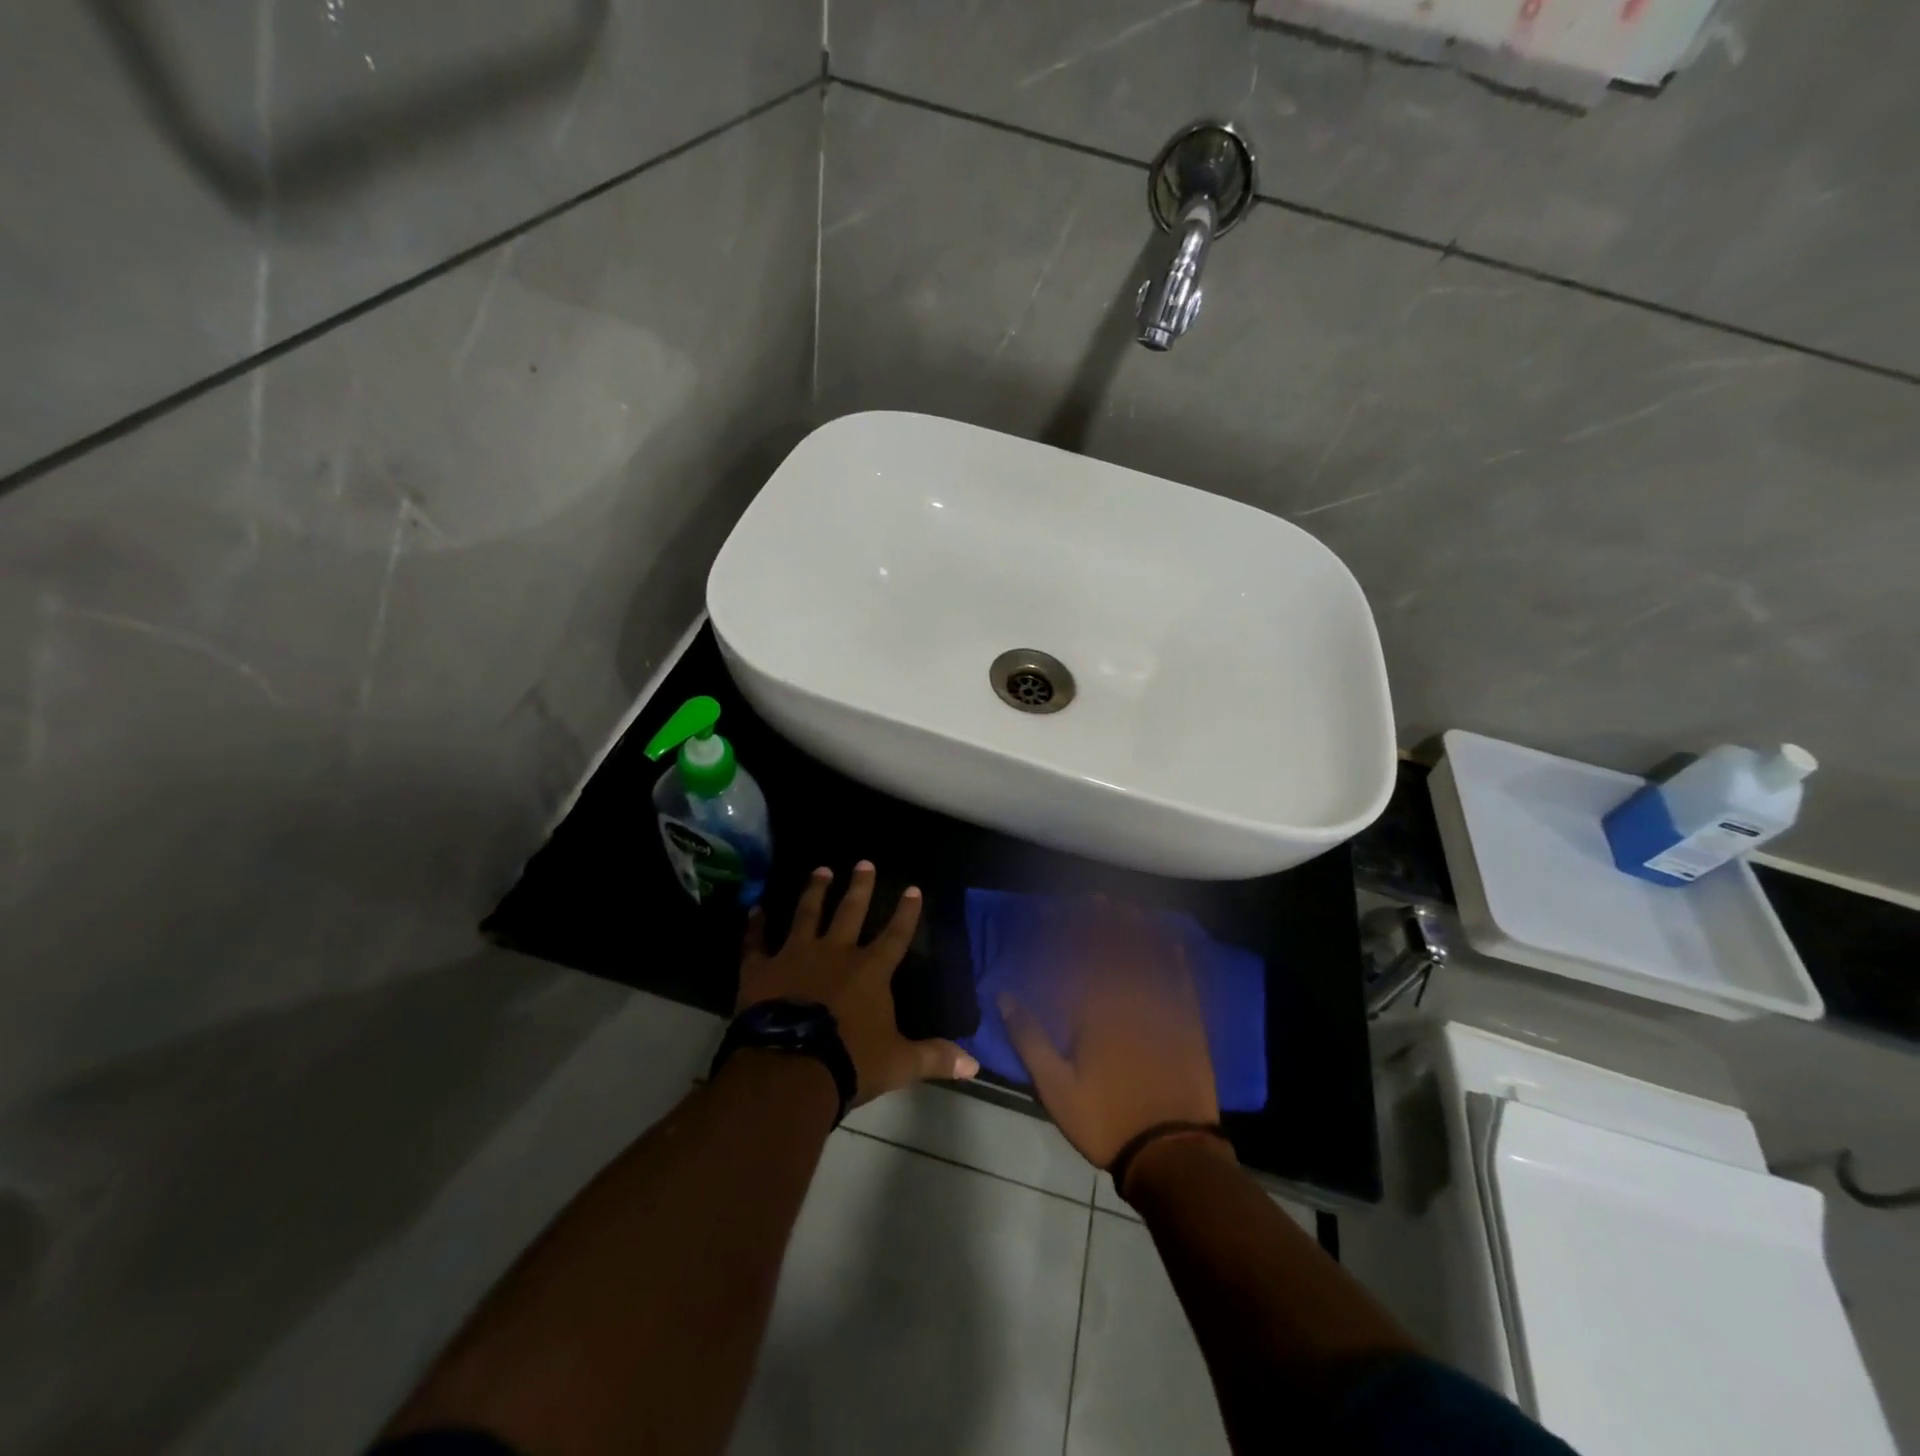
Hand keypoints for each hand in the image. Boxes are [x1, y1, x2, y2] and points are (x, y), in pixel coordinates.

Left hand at [737, 861, 977, 1104]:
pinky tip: (755, 909)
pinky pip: (756, 941)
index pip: (895, 935)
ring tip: (821, 870)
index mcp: (870, 971)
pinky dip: (755, 925)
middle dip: (859, 887)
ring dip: (815, 891)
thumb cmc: (849, 1062)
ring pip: (807, 914)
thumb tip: (974, 1064)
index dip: (906, 912)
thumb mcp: (898, 1063)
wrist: (790, 1068)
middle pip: (850, 912)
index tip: (913, 888)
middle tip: (864, 863)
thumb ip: (934, 1057)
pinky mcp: (761, 969)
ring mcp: (796, 955)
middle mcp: (835, 952)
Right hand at [1000, 903, 1218, 1168]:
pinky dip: (1176, 960)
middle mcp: (1128, 1001)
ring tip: (1126, 907)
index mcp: (1094, 1013)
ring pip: (1147, 959)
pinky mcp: (1189, 1025)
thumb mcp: (1055, 1087)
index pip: (1074, 960)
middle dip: (1101, 922)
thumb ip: (1030, 1039)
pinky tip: (1172, 941)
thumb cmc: (1105, 1120)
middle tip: (1094, 897)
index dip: (1063, 933)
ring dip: (1135, 930)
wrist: (1171, 1153)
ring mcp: (1162, 1011)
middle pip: (1112, 951)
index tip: (1051, 910)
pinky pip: (1183, 983)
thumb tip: (1005, 996)